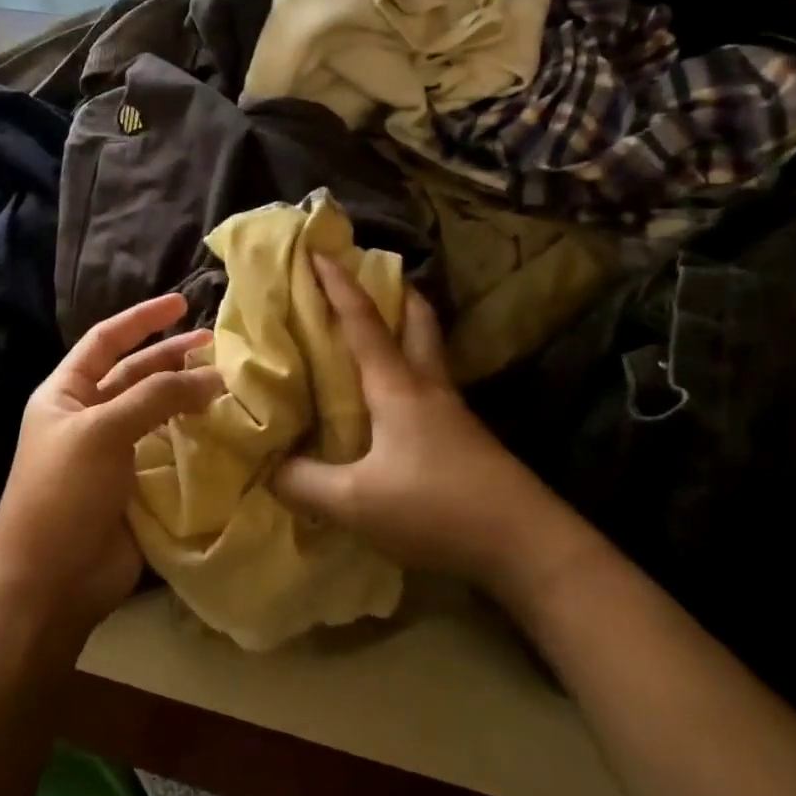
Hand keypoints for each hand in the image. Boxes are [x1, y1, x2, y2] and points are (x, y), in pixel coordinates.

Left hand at [0, 293, 223, 634]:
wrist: (49, 581)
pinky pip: (170, 451)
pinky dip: (195, 438)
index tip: (180, 302)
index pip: (105, 341)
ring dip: (188, 397)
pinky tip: (224, 428)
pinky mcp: (137, 486)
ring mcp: (114, 453)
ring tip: (228, 384)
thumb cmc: (63, 492)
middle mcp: (89, 417)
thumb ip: (156, 397)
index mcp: (66, 394)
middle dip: (173, 357)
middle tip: (218, 346)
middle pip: (136, 374)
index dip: (141, 319)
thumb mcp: (102, 431)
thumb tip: (212, 377)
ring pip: (158, 413)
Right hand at [272, 256, 564, 590]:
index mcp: (398, 388)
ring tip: (374, 336)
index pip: (363, 322)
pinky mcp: (466, 439)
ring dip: (405, 332)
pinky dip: (409, 374)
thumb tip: (269, 467)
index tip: (319, 250)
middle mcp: (429, 388)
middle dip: (395, 293)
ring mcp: (453, 413)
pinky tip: (392, 402)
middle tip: (369, 280)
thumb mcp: (355, 503)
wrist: (526, 544)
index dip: (338, 285)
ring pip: (428, 354)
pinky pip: (431, 388)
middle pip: (418, 321)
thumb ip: (304, 483)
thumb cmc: (435, 508)